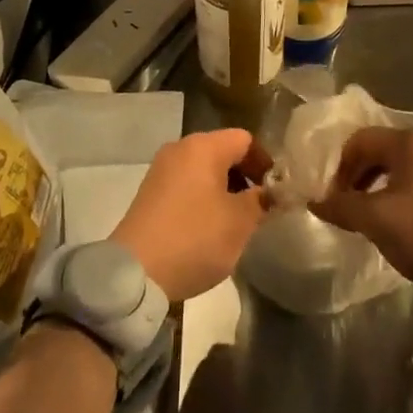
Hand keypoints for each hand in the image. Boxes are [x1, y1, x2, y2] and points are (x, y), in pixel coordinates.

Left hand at [112, 129, 271, 301]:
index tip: (276, 191)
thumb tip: (271, 192)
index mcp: (203, 147)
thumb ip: (261, 201)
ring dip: (224, 189)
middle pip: (223, 151)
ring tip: (236, 221)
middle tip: (259, 208)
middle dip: (245, 176)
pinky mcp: (150, 191)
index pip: (245, 140)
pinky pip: (186, 184)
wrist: (135, 272)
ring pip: (204, 169)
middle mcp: (180, 148)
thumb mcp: (239, 223)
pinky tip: (208, 227)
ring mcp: (161, 169)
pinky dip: (203, 197)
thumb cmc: (194, 238)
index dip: (265, 162)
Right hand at [311, 127, 412, 306]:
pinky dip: (400, 193)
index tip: (333, 199)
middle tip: (348, 207)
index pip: (360, 140)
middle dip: (358, 176)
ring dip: (377, 186)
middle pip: (380, 150)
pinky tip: (399, 221)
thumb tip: (315, 202)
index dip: (340, 168)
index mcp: (410, 142)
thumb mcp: (377, 221)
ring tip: (370, 216)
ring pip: (399, 166)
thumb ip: (342, 207)